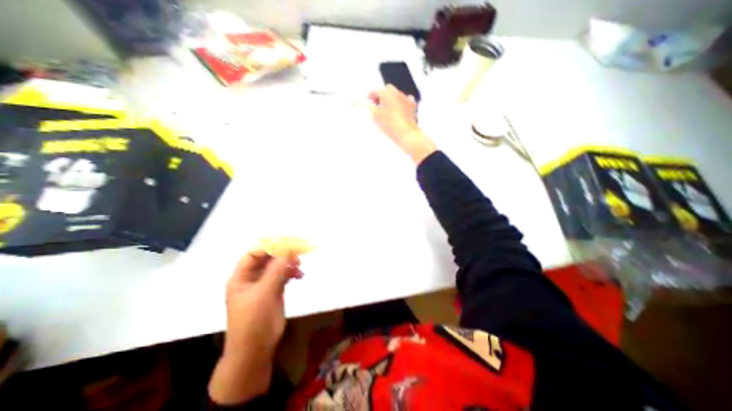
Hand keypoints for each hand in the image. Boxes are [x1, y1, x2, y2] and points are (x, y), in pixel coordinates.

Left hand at [206, 251, 300, 404]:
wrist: (256, 350)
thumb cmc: (253, 320)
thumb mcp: (263, 293)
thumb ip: (276, 270)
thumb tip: (288, 249)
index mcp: (241, 277)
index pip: (253, 255)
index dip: (268, 248)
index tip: (285, 244)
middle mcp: (252, 278)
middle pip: (267, 259)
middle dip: (281, 255)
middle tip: (297, 253)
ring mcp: (264, 285)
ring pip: (277, 267)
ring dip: (288, 264)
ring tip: (299, 265)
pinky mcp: (274, 291)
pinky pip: (283, 276)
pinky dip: (292, 273)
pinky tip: (300, 275)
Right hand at [372, 85, 432, 164]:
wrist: (406, 133)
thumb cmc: (390, 125)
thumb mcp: (375, 116)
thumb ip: (370, 107)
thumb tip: (368, 104)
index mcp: (387, 93)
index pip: (376, 91)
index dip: (370, 95)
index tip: (368, 99)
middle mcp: (397, 93)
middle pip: (387, 90)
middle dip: (381, 96)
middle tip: (376, 104)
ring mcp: (406, 99)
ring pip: (396, 95)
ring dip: (391, 99)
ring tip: (387, 110)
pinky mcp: (412, 106)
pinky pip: (405, 100)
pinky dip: (400, 103)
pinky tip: (398, 110)